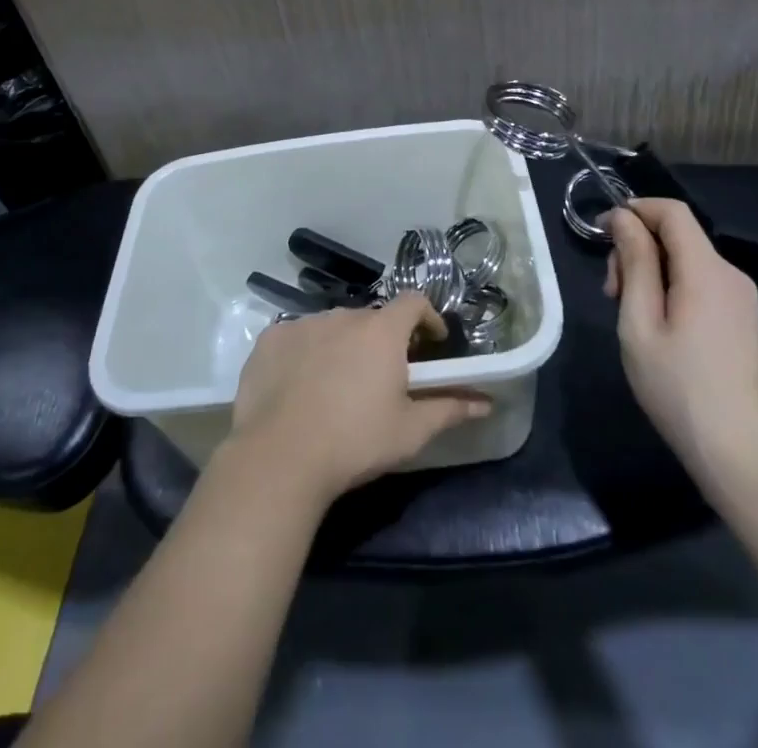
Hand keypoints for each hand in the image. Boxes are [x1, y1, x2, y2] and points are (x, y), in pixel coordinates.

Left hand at [228, 294, 490, 503]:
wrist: (280, 456)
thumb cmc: (356, 441)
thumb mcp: (410, 430)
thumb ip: (449, 408)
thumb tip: (486, 401)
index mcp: (381, 330)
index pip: (414, 302)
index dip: (427, 317)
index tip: (431, 342)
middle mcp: (343, 315)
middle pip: (372, 319)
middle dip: (382, 340)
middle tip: (383, 377)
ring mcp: (303, 323)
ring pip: (333, 327)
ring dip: (343, 345)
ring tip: (339, 385)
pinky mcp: (271, 338)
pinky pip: (297, 337)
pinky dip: (305, 353)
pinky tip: (300, 386)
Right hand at [604, 199, 757, 493]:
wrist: (742, 455)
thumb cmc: (679, 388)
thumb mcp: (640, 323)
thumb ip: (635, 263)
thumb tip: (624, 218)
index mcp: (707, 271)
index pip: (672, 212)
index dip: (634, 210)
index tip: (603, 234)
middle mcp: (732, 276)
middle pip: (679, 237)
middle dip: (639, 250)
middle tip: (611, 293)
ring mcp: (744, 302)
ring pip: (689, 263)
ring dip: (653, 273)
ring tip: (632, 317)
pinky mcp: (746, 324)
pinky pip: (704, 287)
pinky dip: (674, 291)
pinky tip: (661, 332)